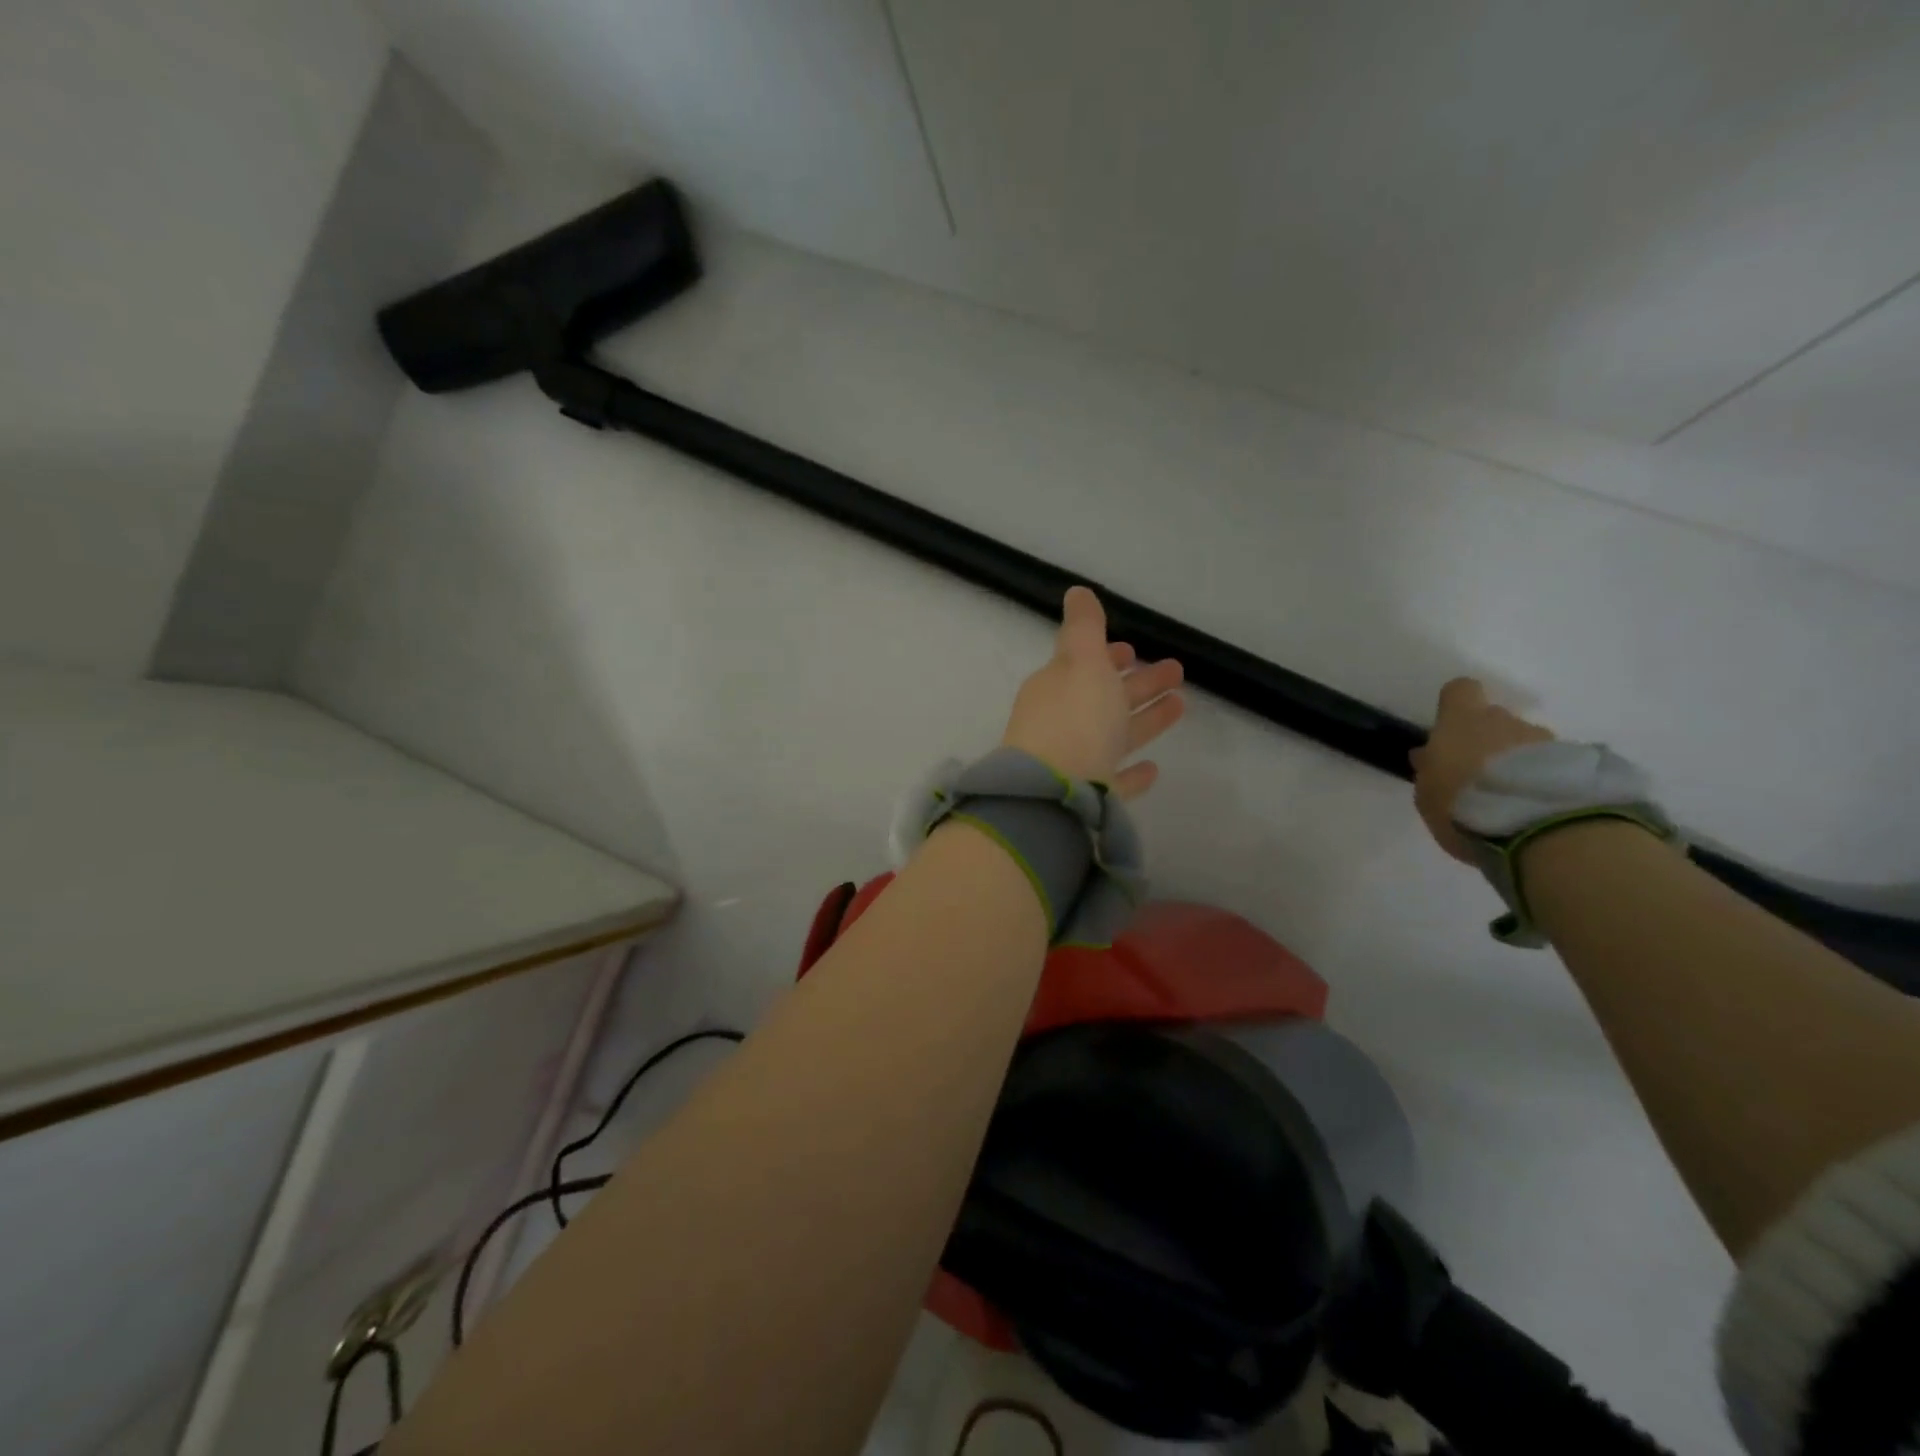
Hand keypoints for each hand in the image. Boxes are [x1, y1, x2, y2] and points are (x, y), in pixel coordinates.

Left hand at [1001, 586, 1184, 799]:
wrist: (1053, 795)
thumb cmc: (1074, 719)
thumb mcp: (1082, 661)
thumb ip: (1084, 628)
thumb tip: (1076, 591)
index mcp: (1056, 688)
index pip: (1082, 666)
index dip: (1108, 657)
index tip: (1132, 650)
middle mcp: (1062, 724)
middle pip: (1104, 698)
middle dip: (1137, 683)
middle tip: (1176, 671)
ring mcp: (1074, 763)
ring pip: (1114, 736)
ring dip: (1145, 720)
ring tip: (1180, 705)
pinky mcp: (1088, 799)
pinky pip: (1114, 781)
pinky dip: (1132, 773)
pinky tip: (1153, 769)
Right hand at [1411, 678, 1553, 861]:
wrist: (1538, 828)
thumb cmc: (1462, 804)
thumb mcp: (1427, 793)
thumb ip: (1429, 769)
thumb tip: (1429, 755)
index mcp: (1461, 721)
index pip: (1460, 691)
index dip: (1455, 706)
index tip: (1449, 729)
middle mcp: (1505, 721)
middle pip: (1495, 719)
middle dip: (1488, 741)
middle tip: (1479, 776)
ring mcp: (1545, 740)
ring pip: (1526, 742)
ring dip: (1518, 762)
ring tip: (1512, 798)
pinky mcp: (1578, 763)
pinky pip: (1554, 764)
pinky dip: (1544, 779)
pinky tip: (1537, 806)